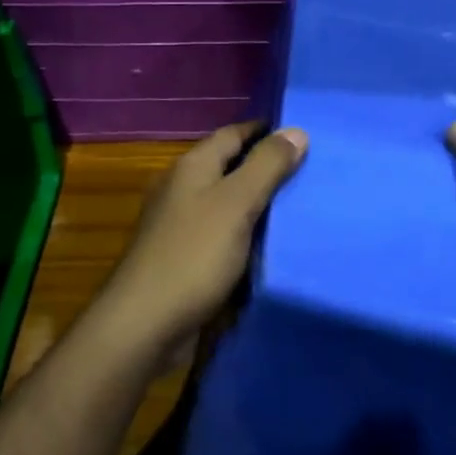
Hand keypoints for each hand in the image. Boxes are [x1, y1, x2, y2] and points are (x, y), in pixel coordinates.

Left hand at [97, 121, 307, 365]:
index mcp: (192, 166)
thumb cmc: (193, 255)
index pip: (233, 134)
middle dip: (265, 167)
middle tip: (311, 172)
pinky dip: (244, 233)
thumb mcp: (237, 204)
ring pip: (225, 201)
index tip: (302, 136)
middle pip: (229, 166)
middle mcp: (182, 188)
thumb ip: (266, 166)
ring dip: (256, 202)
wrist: (144, 324)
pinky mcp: (183, 256)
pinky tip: (269, 243)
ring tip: (299, 206)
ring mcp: (179, 223)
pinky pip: (221, 233)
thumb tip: (295, 130)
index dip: (265, 131)